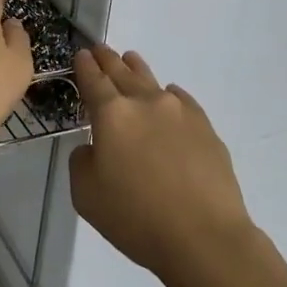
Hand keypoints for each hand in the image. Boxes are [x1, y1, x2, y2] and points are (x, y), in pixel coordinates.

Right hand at [70, 45, 256, 281]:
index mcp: (111, 114)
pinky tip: (168, 97)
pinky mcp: (205, 126)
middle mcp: (145, 102)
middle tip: (100, 50)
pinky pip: (180, 99)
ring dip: (136, 68)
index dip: (84, 66)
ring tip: (130, 59)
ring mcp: (179, 111)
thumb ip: (82, 161)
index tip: (81, 55)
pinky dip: (168, 94)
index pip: (93, 80)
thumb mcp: (86, 195)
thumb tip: (94, 147)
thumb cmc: (136, 218)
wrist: (204, 236)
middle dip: (108, 60)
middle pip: (121, 72)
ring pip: (152, 80)